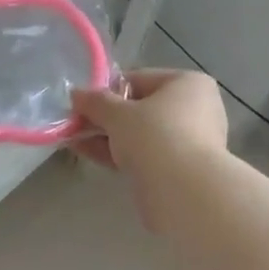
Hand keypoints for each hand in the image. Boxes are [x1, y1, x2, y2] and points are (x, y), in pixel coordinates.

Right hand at [69, 69, 227, 222]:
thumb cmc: (154, 136)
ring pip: (140, 134)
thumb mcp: (118, 114)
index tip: (82, 104)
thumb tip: (76, 93)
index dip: (106, 91)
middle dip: (105, 117)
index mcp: (187, 83)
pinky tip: (89, 154)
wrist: (182, 190)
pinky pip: (143, 154)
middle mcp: (194, 108)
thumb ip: (95, 102)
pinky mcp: (179, 169)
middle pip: (140, 108)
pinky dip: (118, 154)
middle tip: (75, 124)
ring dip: (106, 137)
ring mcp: (189, 141)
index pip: (139, 79)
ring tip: (74, 140)